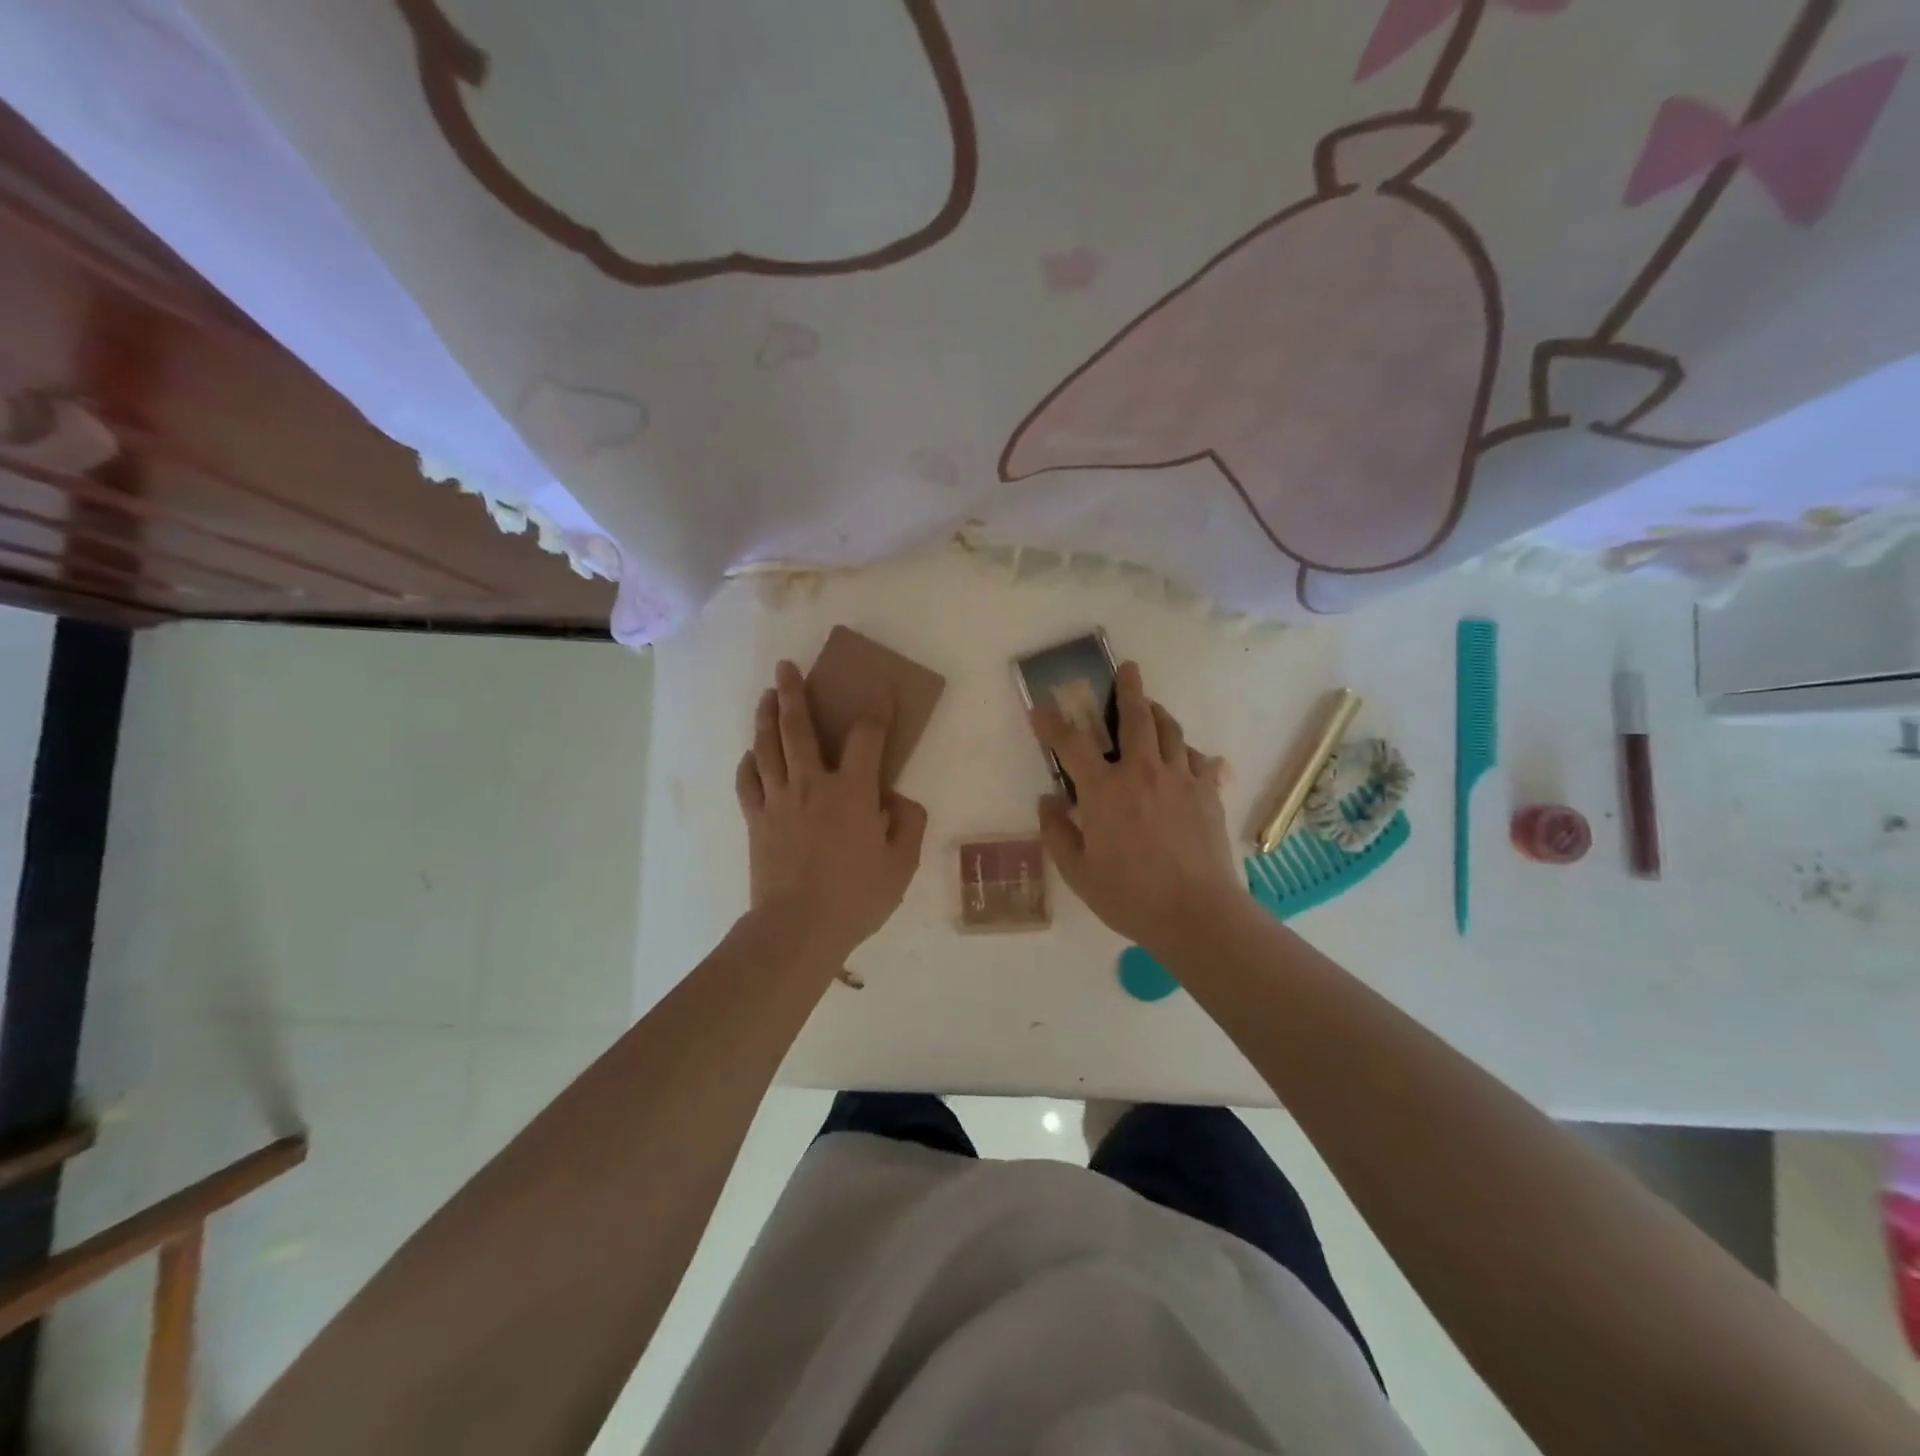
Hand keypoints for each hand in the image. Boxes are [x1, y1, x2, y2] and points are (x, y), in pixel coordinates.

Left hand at [736, 660, 927, 967]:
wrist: (797, 928)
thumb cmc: (856, 897)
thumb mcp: (900, 865)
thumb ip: (908, 825)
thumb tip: (899, 800)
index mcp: (852, 791)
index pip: (868, 736)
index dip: (876, 709)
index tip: (878, 688)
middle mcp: (811, 784)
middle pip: (798, 728)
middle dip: (793, 692)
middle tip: (786, 667)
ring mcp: (778, 801)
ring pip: (767, 747)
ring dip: (766, 716)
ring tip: (767, 695)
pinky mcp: (756, 821)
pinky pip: (748, 782)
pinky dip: (750, 763)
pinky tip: (751, 754)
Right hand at [1032, 661, 1241, 952]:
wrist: (1196, 913)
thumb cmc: (1129, 895)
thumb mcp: (1078, 872)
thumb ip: (1057, 832)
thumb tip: (1048, 800)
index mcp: (1105, 790)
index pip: (1071, 743)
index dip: (1052, 722)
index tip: (1040, 707)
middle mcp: (1142, 772)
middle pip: (1136, 717)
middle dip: (1129, 688)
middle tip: (1128, 668)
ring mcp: (1181, 779)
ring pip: (1172, 731)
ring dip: (1159, 713)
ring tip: (1153, 708)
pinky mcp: (1209, 793)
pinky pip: (1201, 760)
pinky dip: (1191, 753)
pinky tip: (1188, 758)